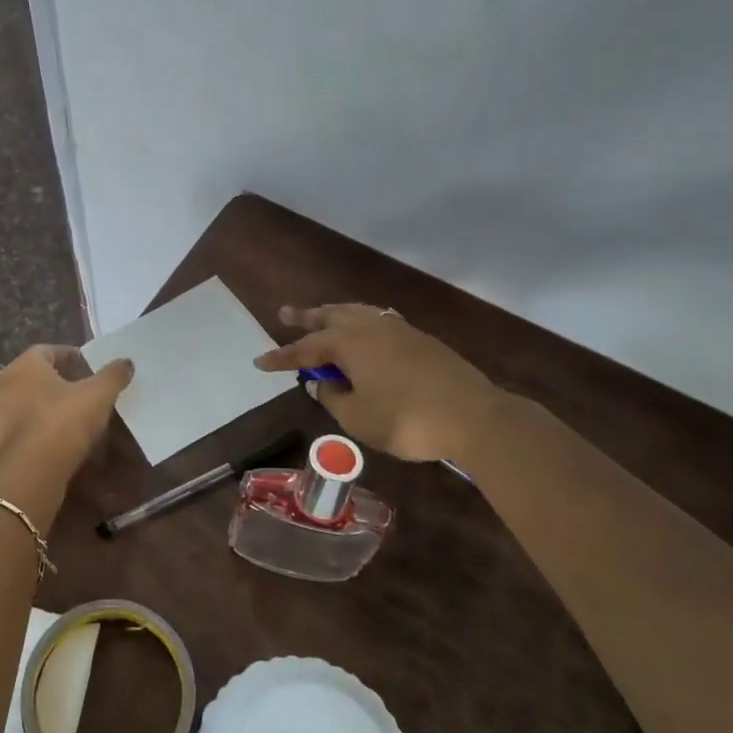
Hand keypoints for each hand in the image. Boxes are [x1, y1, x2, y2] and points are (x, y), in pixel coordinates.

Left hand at [0, 345, 133, 478]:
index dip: (63, 355)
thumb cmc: (63, 422)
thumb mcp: (98, 396)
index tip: (81, 364)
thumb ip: (112, 376)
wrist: (31, 471)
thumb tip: (126, 361)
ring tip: (23, 421)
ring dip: (4, 413)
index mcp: (23, 369)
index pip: (43, 351)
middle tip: (53, 393)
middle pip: (12, 379)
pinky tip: (3, 453)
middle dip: (30, 384)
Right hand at [254, 305, 502, 461]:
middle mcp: (371, 327)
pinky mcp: (420, 339)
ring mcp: (399, 330)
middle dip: (306, 317)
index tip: (259, 361)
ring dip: (335, 313)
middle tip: (285, 313)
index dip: (281, 357)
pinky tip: (365, 327)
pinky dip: (362, 319)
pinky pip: (379, 319)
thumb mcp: (358, 417)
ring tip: (322, 315)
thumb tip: (319, 384)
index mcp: (349, 343)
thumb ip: (333, 399)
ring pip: (358, 313)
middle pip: (331, 316)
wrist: (473, 416)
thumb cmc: (406, 419)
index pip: (305, 349)